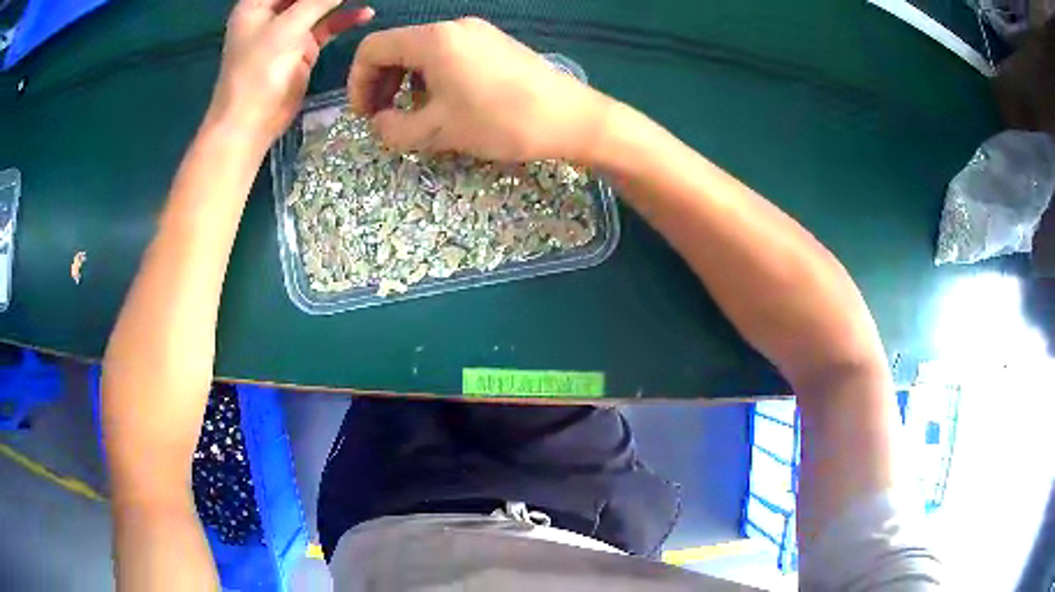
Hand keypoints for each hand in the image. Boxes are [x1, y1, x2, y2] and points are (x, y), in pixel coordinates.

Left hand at [206, 0, 374, 145]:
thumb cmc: (258, 71)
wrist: (251, 122)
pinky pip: (327, 26)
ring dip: (339, 2)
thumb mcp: (288, 27)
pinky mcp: (302, 48)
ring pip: (319, 6)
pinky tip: (364, 14)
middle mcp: (271, 14)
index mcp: (256, 4)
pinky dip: (344, 20)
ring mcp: (287, 31)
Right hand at [348, 17, 614, 162]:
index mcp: (433, 40)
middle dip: (381, 82)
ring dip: (406, 82)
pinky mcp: (495, 44)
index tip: (365, 115)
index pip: (373, 49)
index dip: (358, 82)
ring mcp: (478, 32)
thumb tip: (379, 123)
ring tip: (416, 114)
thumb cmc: (501, 122)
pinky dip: (433, 76)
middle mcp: (453, 27)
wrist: (572, 119)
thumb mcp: (439, 131)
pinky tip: (446, 102)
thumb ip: (395, 129)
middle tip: (384, 117)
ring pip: (423, 51)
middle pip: (397, 47)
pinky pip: (449, 54)